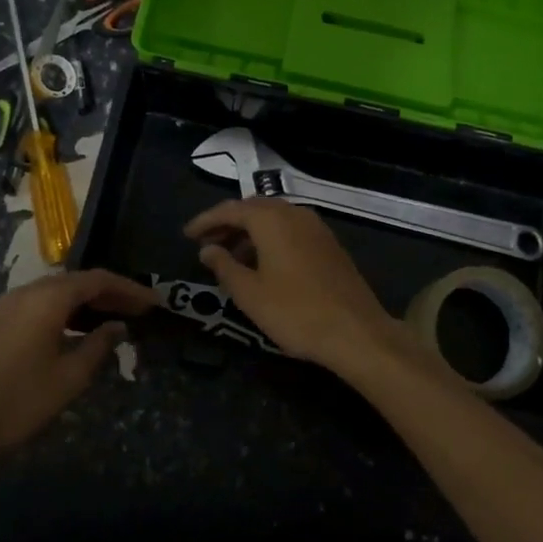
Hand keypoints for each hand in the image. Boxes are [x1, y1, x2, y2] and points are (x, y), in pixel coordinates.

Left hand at [0, 269, 155, 465]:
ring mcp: (6, 307)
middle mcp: (26, 292)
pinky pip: (40, 305)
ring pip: (56, 292)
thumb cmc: (16, 401)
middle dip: (110, 294)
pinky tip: (76, 333)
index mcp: (47, 298)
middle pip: (77, 281)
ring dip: (87, 303)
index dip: (130, 289)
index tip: (155, 303)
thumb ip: (98, 347)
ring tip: (114, 321)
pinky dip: (66, 312)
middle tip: (139, 311)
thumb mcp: (68, 378)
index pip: (98, 280)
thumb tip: (117, 327)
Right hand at [183, 199, 407, 370]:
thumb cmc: (294, 312)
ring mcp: (317, 228)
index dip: (206, 221)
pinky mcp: (330, 245)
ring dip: (250, 233)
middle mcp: (295, 214)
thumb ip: (224, 266)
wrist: (355, 332)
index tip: (187, 235)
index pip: (230, 209)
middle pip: (254, 209)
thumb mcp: (249, 293)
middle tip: (207, 245)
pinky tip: (263, 265)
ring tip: (231, 258)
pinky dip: (271, 240)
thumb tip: (207, 250)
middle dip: (228, 224)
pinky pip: (292, 231)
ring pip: (275, 220)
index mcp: (272, 220)